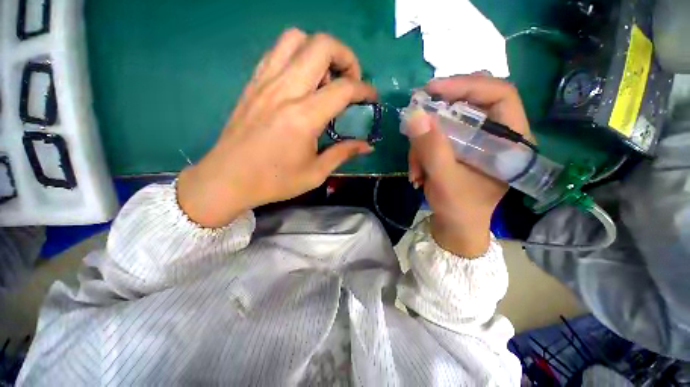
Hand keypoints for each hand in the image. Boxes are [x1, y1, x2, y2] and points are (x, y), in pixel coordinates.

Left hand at [177, 29, 376, 226]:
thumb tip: (366, 146)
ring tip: (325, 79)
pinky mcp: (252, 83)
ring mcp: (265, 82)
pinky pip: (277, 51)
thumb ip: (343, 153)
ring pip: (296, 38)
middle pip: (321, 45)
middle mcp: (285, 90)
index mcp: (304, 117)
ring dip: (319, 51)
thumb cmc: (274, 181)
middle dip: (346, 57)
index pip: (344, 88)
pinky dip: (296, 55)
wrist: (227, 179)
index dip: (365, 90)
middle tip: (350, 81)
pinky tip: (301, 81)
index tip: (372, 98)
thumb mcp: (315, 173)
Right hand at [406, 74, 531, 256]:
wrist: (455, 227)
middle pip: (471, 102)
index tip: (431, 90)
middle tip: (416, 116)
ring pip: (448, 122)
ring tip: (415, 169)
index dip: (466, 84)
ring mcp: (477, 142)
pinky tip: (418, 172)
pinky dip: (423, 151)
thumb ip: (431, 148)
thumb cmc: (459, 209)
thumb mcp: (444, 179)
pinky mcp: (460, 149)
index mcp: (511, 140)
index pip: (499, 93)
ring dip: (425, 142)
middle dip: (439, 111)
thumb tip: (414, 114)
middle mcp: (498, 135)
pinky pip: (439, 137)